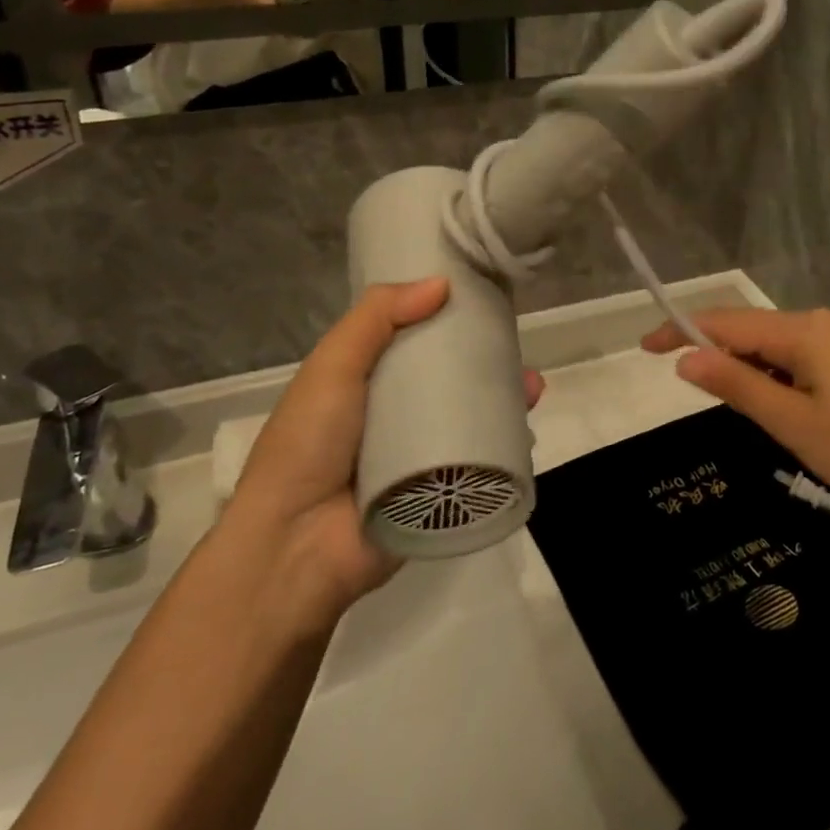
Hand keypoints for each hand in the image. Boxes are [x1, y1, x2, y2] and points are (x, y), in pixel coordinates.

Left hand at [227, 278, 543, 621]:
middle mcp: (392, 415)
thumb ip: (378, 317)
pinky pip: (477, 462)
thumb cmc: (308, 444)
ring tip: (533, 386)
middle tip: (516, 345)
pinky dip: (504, 445)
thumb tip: (442, 283)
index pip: (411, 341)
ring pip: (468, 417)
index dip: (444, 318)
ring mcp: (417, 455)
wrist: (297, 545)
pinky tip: (527, 428)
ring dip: (502, 400)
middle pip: (447, 378)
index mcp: (363, 382)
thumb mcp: (333, 365)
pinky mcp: (438, 494)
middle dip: (485, 361)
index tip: (482, 298)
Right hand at [643, 308, 829, 521]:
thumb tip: (685, 358)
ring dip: (750, 373)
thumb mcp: (794, 423)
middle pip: (751, 331)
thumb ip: (738, 386)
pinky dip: (778, 382)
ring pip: (777, 350)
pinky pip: (801, 362)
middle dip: (716, 355)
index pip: (726, 322)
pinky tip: (783, 414)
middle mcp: (822, 324)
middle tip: (689, 391)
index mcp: (804, 331)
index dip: (681, 331)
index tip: (643, 348)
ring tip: (744, 416)